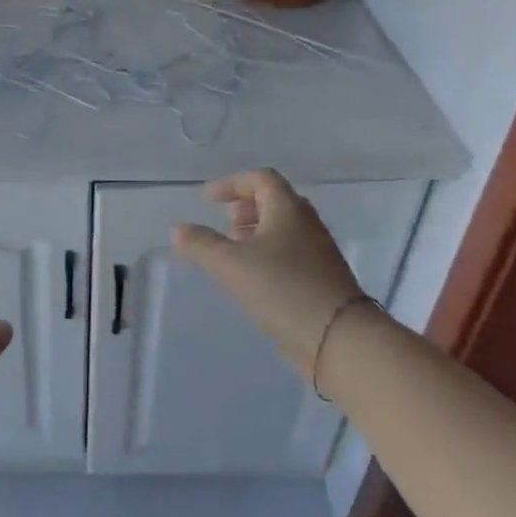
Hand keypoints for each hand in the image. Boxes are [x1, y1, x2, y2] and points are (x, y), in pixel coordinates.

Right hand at [171, 169, 367, 392]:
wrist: (337, 337)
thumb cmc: (280, 288)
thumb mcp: (229, 264)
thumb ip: (200, 244)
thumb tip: (178, 229)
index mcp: (288, 209)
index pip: (260, 179)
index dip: (231, 184)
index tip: (206, 200)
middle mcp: (307, 224)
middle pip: (275, 201)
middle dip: (245, 208)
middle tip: (223, 224)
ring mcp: (318, 252)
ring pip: (283, 230)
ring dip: (255, 233)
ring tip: (232, 252)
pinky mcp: (321, 279)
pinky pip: (290, 254)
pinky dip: (267, 255)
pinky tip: (252, 278)